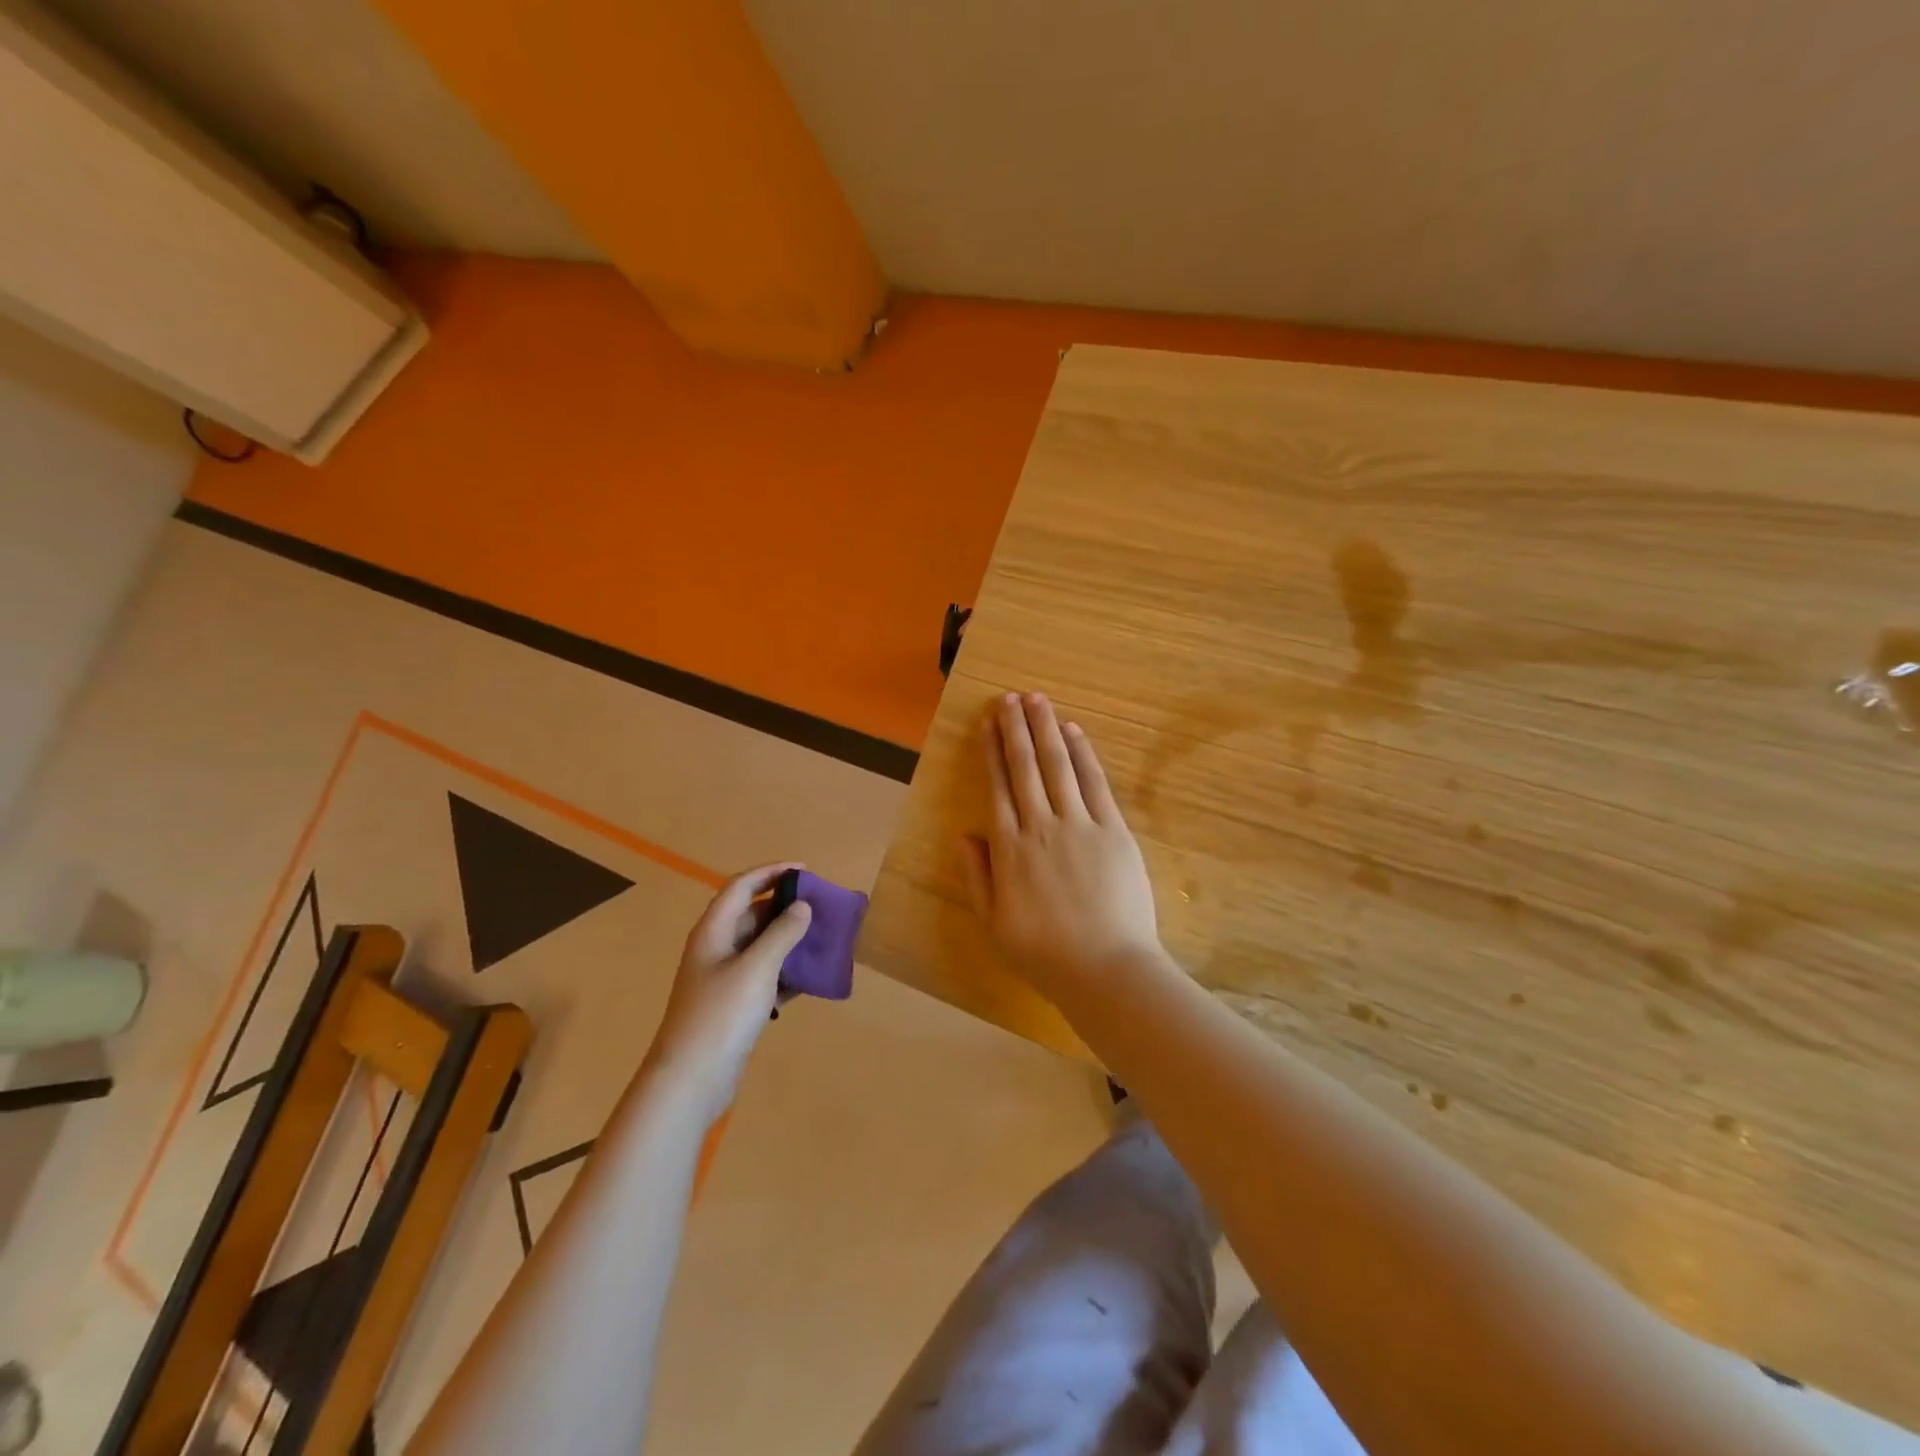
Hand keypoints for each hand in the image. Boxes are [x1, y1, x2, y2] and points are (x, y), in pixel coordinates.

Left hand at [642, 863, 810, 1124]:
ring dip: (789, 940)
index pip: (742, 887)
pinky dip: (785, 972)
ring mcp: (723, 979)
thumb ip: (782, 933)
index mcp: (714, 931)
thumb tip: (802, 906)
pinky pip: (764, 976)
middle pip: (752, 914)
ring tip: (822, 938)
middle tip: (821, 907)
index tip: (805, 870)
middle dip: (785, 907)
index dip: (771, 872)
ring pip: (760, 947)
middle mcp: (716, 948)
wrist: (690, 1081)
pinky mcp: (733, 1005)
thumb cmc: (721, 1015)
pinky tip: (810, 978)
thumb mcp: (757, 968)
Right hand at [961, 693, 1164, 1002]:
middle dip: (1015, 729)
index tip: (987, 724)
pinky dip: (1083, 754)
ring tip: (1036, 700)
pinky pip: (1095, 783)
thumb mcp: (994, 923)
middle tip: (1009, 698)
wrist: (1106, 969)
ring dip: (1046, 729)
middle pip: (1025, 767)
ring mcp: (1079, 824)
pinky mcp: (1113, 830)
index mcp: (1009, 849)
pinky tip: (1073, 731)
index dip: (991, 752)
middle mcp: (1040, 826)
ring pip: (1058, 765)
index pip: (997, 787)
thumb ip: (977, 876)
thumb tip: (964, 834)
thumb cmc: (1045, 953)